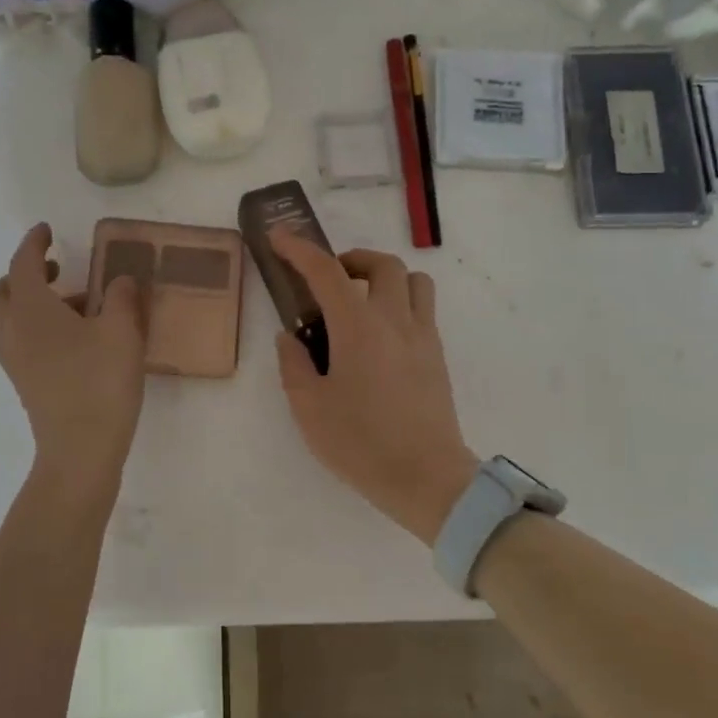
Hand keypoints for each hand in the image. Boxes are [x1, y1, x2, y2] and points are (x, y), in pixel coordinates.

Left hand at [0, 224, 145, 477]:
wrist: (80, 451)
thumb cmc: (99, 383)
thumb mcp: (122, 332)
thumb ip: (121, 298)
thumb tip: (121, 280)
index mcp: (30, 310)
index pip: (22, 264)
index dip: (33, 244)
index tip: (46, 231)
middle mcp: (13, 332)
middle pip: (0, 293)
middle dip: (22, 276)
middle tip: (55, 271)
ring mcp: (15, 361)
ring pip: (10, 320)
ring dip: (34, 303)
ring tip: (79, 305)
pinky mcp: (26, 384)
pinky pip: (22, 342)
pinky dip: (39, 327)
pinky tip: (77, 338)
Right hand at [270, 232, 478, 545]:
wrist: (426, 478)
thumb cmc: (361, 443)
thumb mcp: (309, 408)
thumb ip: (294, 364)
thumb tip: (290, 337)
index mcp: (358, 328)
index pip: (326, 272)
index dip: (299, 250)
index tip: (280, 239)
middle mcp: (395, 320)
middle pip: (382, 264)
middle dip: (350, 259)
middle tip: (328, 280)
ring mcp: (423, 336)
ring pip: (413, 280)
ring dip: (385, 276)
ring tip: (361, 301)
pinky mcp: (437, 355)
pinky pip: (423, 308)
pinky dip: (401, 302)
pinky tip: (380, 335)